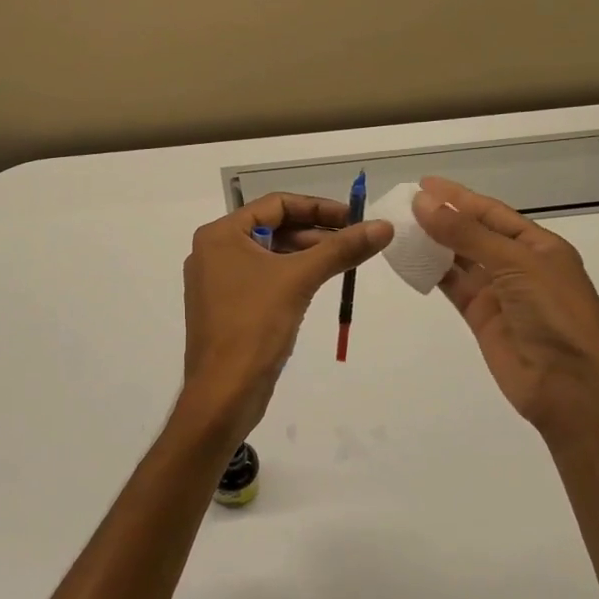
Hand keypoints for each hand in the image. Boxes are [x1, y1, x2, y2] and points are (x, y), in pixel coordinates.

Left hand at [179, 193, 391, 442]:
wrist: (223, 393)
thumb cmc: (254, 326)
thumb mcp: (299, 280)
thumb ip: (341, 249)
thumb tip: (384, 226)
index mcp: (220, 235)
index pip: (276, 204)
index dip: (318, 207)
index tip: (354, 218)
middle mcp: (214, 252)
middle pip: (273, 228)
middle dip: (316, 232)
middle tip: (356, 240)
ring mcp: (218, 282)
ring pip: (270, 256)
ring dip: (306, 254)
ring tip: (346, 261)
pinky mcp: (228, 308)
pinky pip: (264, 279)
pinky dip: (291, 276)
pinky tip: (319, 283)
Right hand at [412, 177, 598, 435]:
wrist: (570, 386)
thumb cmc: (554, 314)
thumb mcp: (515, 264)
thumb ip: (466, 234)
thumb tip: (423, 203)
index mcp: (539, 246)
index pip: (492, 213)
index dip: (458, 198)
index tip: (423, 184)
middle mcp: (519, 266)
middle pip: (473, 234)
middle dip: (442, 218)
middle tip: (403, 205)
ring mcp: (499, 294)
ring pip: (459, 260)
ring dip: (432, 244)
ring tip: (398, 228)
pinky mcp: (481, 319)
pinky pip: (452, 287)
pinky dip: (431, 273)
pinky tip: (408, 260)